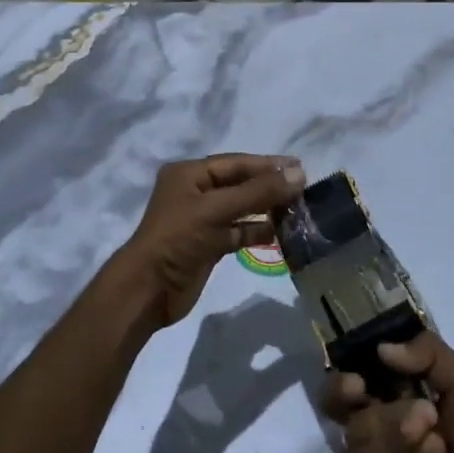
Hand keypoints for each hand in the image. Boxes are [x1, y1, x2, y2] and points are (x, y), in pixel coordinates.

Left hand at [113, 154, 305, 326]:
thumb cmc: (178, 238)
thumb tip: (299, 173)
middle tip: (304, 188)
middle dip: (269, 186)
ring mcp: (202, 220)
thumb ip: (258, 191)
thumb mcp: (217, 209)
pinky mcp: (209, 244)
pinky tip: (281, 232)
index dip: (267, 165)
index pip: (235, 163)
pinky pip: (238, 231)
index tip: (300, 167)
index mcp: (188, 174)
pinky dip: (257, 231)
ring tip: (298, 210)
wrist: (149, 289)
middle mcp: (195, 192)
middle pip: (239, 184)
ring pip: (241, 208)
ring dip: (266, 208)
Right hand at [320, 332, 453, 452]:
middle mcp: (375, 438)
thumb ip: (429, 354)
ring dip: (398, 437)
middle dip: (381, 415)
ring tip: (436, 434)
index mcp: (386, 404)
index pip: (340, 394)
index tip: (357, 381)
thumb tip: (382, 348)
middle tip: (419, 410)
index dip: (339, 387)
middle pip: (347, 423)